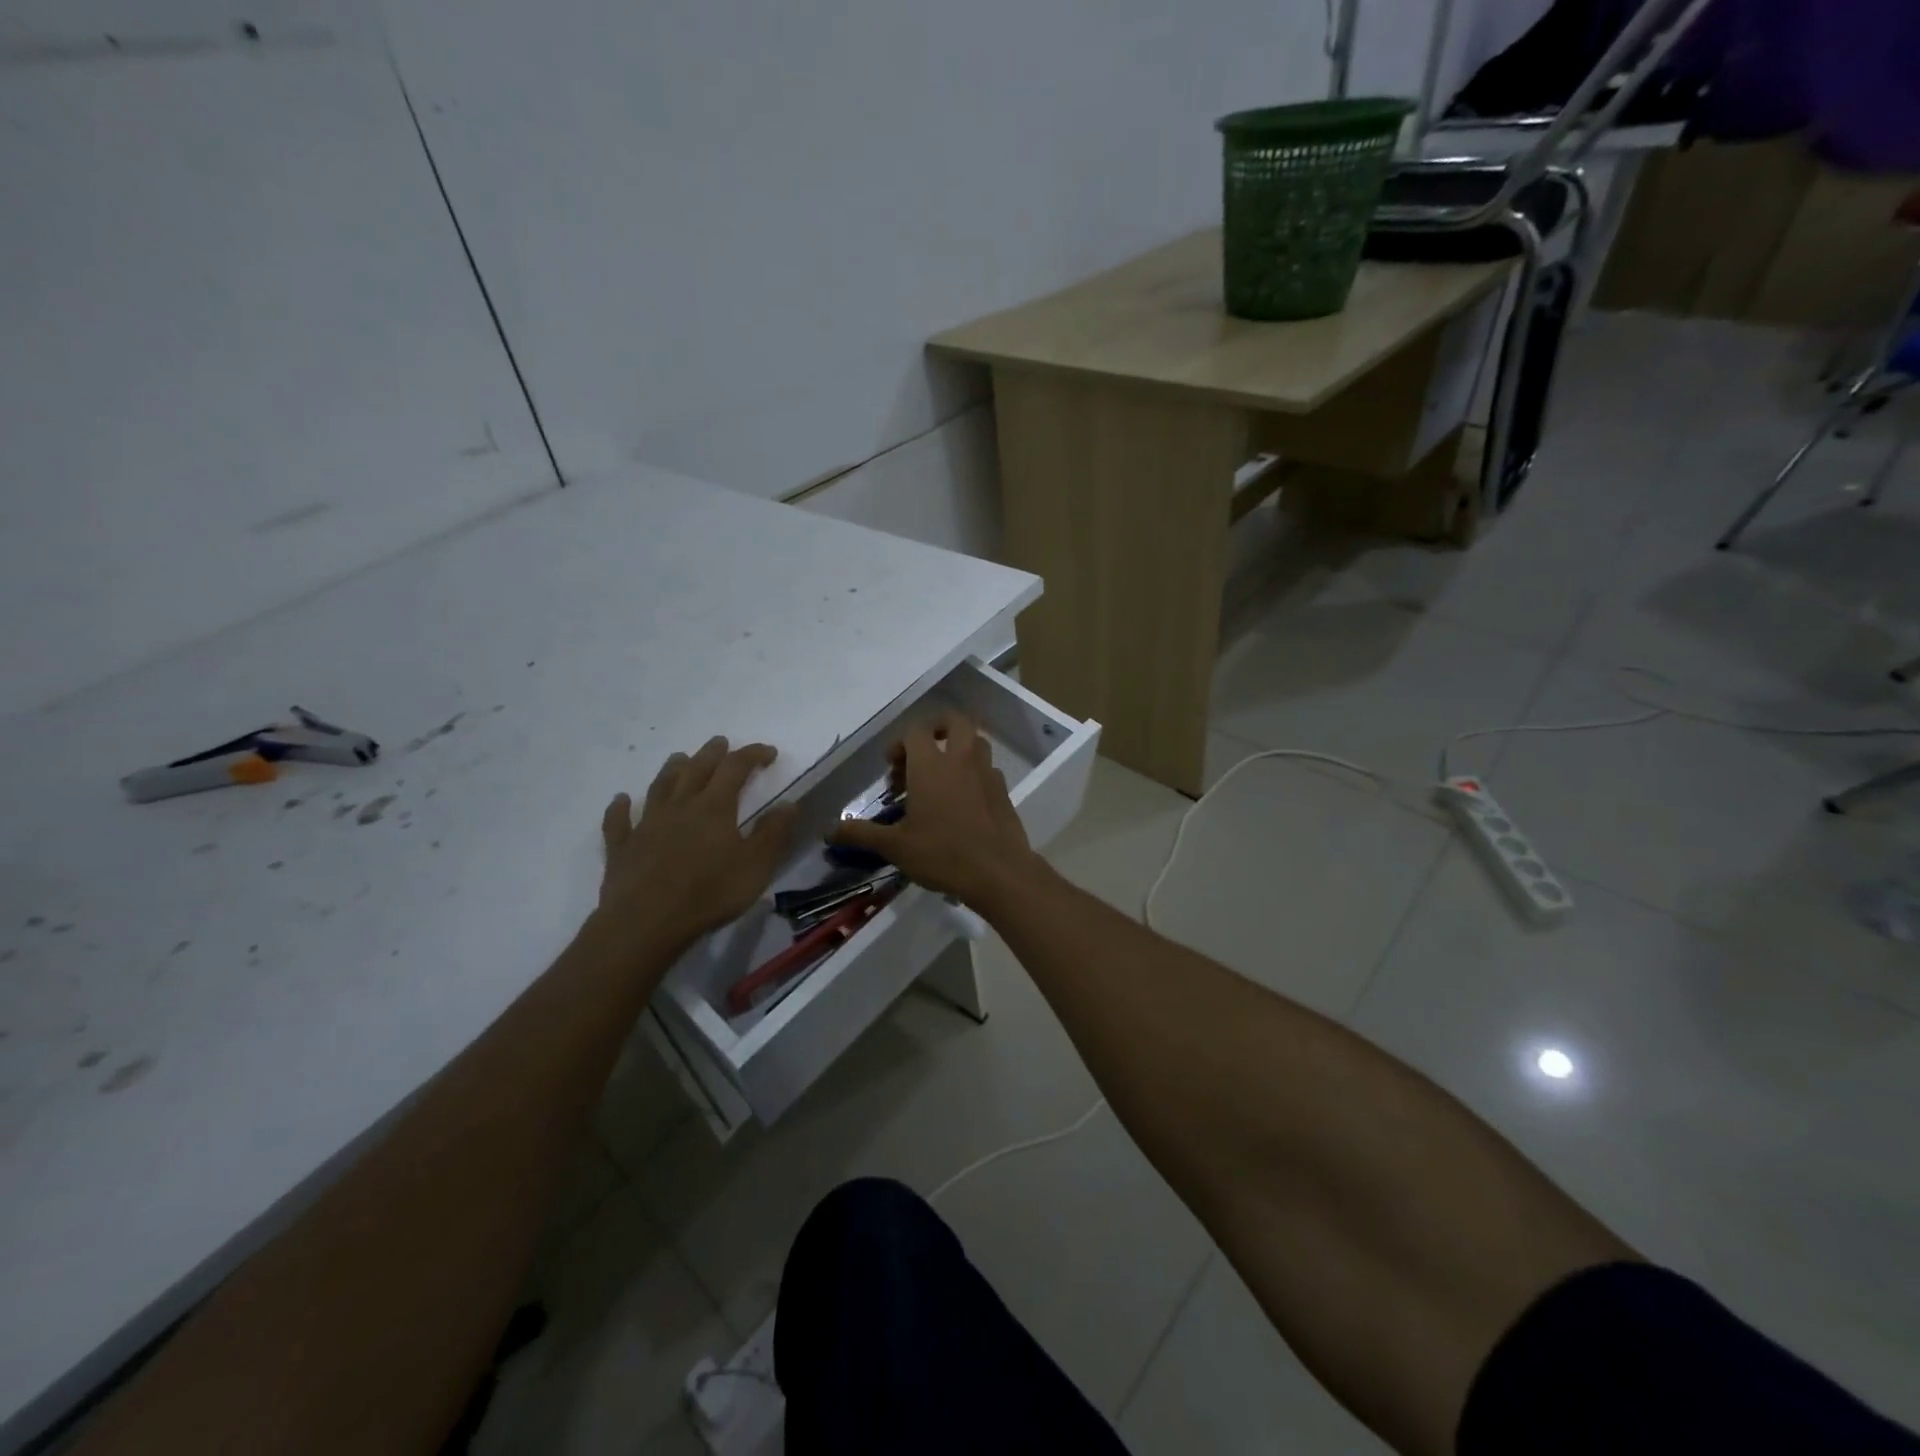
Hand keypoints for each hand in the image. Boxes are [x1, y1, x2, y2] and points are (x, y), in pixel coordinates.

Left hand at [597, 737, 796, 950]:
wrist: (646, 923)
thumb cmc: (710, 893)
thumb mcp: (756, 865)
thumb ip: (773, 833)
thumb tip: (789, 803)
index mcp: (714, 807)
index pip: (736, 768)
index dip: (753, 755)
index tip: (769, 753)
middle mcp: (679, 806)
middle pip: (696, 769)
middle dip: (712, 753)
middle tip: (721, 743)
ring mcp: (646, 825)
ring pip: (659, 787)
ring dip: (671, 770)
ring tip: (679, 758)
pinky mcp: (622, 848)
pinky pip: (619, 821)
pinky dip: (620, 808)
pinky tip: (621, 800)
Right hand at [827, 714, 1044, 906]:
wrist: (998, 872)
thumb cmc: (942, 854)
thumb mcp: (895, 847)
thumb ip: (862, 834)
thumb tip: (829, 830)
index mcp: (931, 765)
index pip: (916, 731)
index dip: (900, 743)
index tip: (892, 768)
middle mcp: (961, 760)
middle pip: (955, 721)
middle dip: (937, 729)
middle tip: (921, 753)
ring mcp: (987, 773)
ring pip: (975, 742)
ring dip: (958, 749)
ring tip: (941, 776)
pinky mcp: (1004, 791)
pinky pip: (987, 769)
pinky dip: (973, 774)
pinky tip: (963, 801)